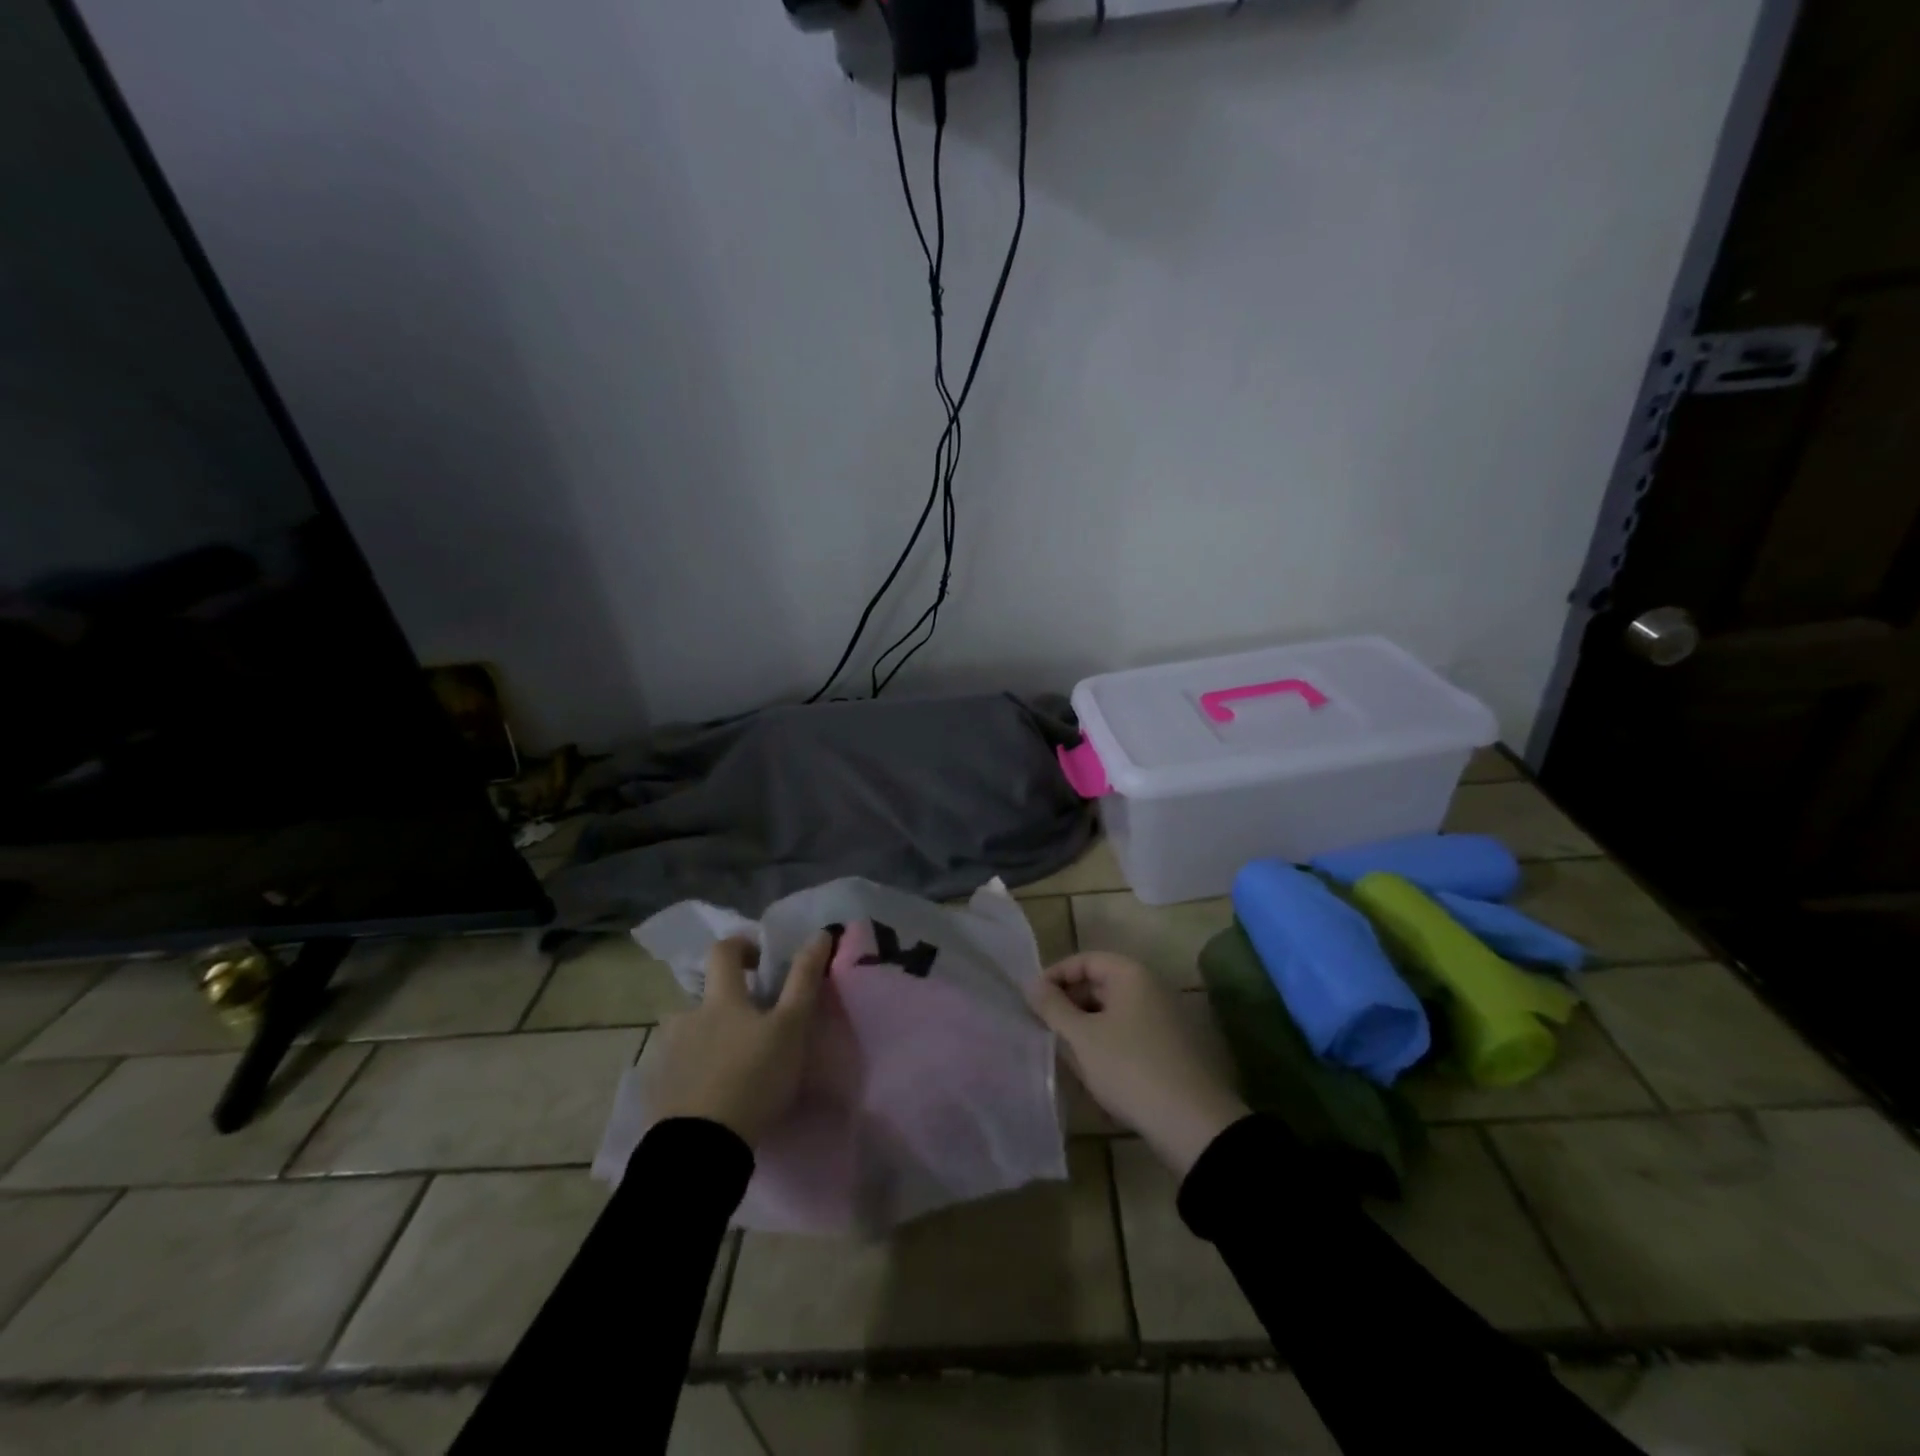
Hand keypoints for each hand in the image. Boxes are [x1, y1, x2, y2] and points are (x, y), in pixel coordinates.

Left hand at [641, 932, 830, 1145]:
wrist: (700, 1148)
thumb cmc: (753, 1078)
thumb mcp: (791, 1028)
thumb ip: (804, 979)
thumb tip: (820, 933)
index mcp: (719, 999)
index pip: (723, 950)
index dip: (742, 946)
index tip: (761, 961)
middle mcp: (686, 1016)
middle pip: (706, 996)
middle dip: (728, 1004)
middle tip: (754, 1029)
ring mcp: (666, 1053)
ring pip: (690, 1032)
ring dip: (709, 1037)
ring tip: (732, 1065)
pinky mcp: (656, 1088)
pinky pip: (677, 1065)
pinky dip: (693, 1069)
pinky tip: (711, 1093)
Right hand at [1028, 951, 1248, 1177]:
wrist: (1192, 1123)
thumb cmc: (1129, 1068)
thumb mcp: (1082, 1037)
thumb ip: (1053, 1007)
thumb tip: (1032, 984)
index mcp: (1131, 975)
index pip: (1085, 960)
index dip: (1055, 976)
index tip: (1032, 1001)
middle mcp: (1150, 989)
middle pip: (1099, 985)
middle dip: (1069, 1005)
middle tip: (1045, 1029)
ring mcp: (1163, 1019)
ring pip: (1112, 1013)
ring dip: (1086, 1028)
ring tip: (1065, 1054)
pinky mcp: (1169, 1048)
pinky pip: (1128, 1034)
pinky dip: (1106, 1045)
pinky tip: (1093, 1072)